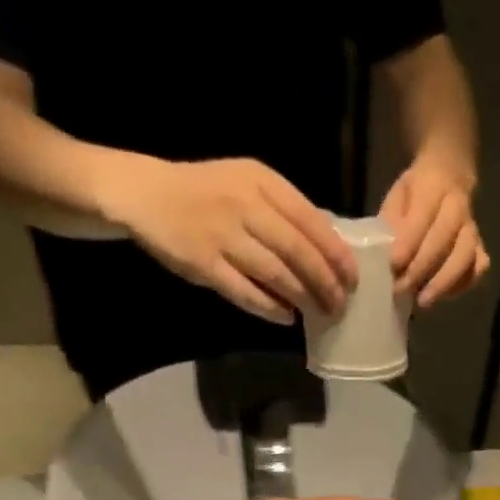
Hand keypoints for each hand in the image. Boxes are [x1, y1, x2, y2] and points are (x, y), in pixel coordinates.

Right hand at [118, 158, 358, 323]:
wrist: (146, 194)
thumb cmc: (206, 192)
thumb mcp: (248, 184)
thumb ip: (284, 210)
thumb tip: (328, 247)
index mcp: (262, 182)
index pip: (311, 221)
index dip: (336, 254)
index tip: (353, 278)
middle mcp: (245, 205)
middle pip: (298, 251)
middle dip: (325, 282)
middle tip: (340, 304)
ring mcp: (223, 235)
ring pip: (276, 273)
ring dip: (303, 297)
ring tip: (319, 313)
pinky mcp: (204, 263)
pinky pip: (245, 291)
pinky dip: (270, 308)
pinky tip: (286, 317)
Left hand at [380, 156, 488, 308]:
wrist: (448, 178)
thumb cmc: (414, 194)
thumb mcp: (396, 197)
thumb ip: (391, 221)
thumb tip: (386, 253)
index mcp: (434, 187)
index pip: (423, 216)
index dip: (408, 242)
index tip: (393, 264)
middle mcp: (458, 207)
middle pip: (444, 239)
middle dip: (421, 267)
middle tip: (400, 288)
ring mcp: (472, 229)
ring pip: (465, 257)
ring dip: (443, 282)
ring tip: (422, 301)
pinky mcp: (480, 248)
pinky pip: (478, 269)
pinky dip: (462, 285)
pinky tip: (442, 295)